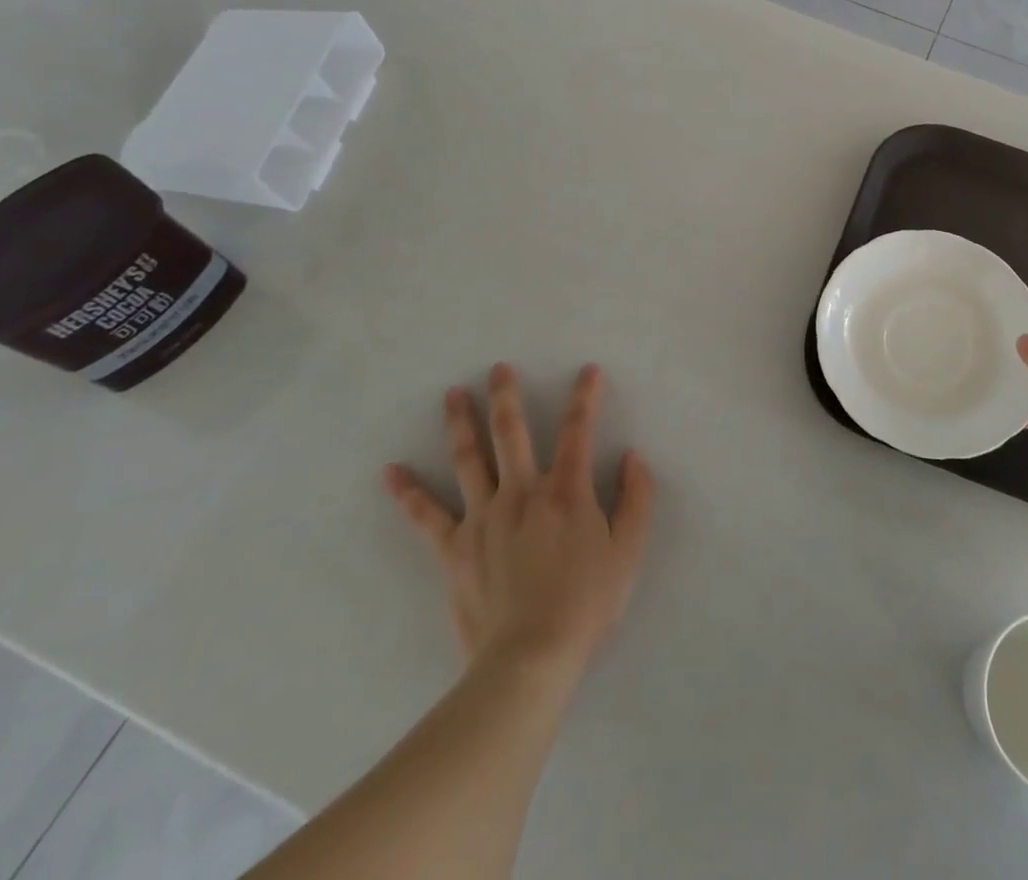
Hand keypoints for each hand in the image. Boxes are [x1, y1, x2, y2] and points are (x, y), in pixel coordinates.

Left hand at [383, 363, 654, 676]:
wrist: (530, 659)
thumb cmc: (586, 604)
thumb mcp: (628, 552)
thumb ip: (636, 499)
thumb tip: (634, 456)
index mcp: (566, 491)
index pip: (578, 430)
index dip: (585, 397)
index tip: (588, 371)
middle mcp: (522, 492)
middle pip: (512, 432)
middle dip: (506, 395)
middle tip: (497, 368)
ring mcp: (482, 518)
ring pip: (469, 458)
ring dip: (461, 422)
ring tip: (453, 394)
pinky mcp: (454, 549)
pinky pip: (426, 515)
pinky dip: (408, 492)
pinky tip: (391, 471)